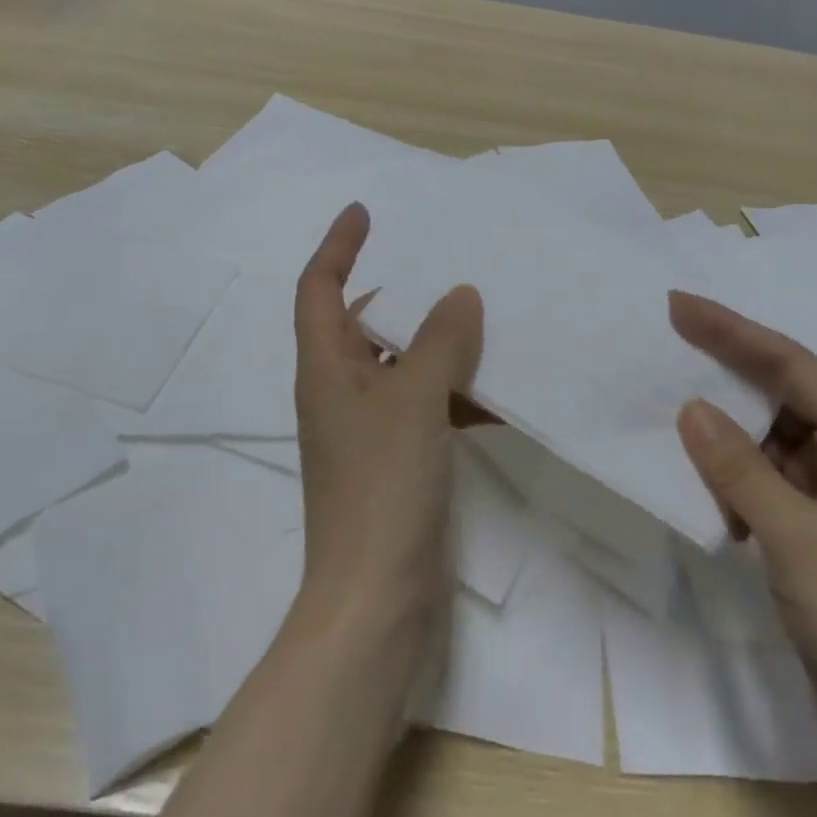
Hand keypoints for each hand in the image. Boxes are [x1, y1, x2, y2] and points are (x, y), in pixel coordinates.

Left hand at [293, 203, 482, 632]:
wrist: (376, 603)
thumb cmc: (382, 488)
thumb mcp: (413, 401)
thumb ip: (440, 341)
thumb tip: (460, 294)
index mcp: (325, 368)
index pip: (318, 287)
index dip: (338, 245)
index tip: (365, 212)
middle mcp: (340, 392)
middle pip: (361, 323)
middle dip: (398, 291)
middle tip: (446, 265)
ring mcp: (369, 431)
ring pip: (401, 365)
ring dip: (436, 342)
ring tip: (485, 316)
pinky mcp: (397, 462)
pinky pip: (426, 407)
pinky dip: (455, 392)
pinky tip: (498, 388)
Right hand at [669, 290, 816, 764]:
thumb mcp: (798, 539)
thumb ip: (740, 468)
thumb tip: (690, 406)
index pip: (793, 369)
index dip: (734, 332)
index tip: (679, 307)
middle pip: (782, 399)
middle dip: (726, 371)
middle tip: (667, 342)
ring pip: (768, 445)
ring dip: (724, 434)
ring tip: (670, 412)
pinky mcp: (816, 542)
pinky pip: (764, 487)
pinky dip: (730, 479)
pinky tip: (702, 487)